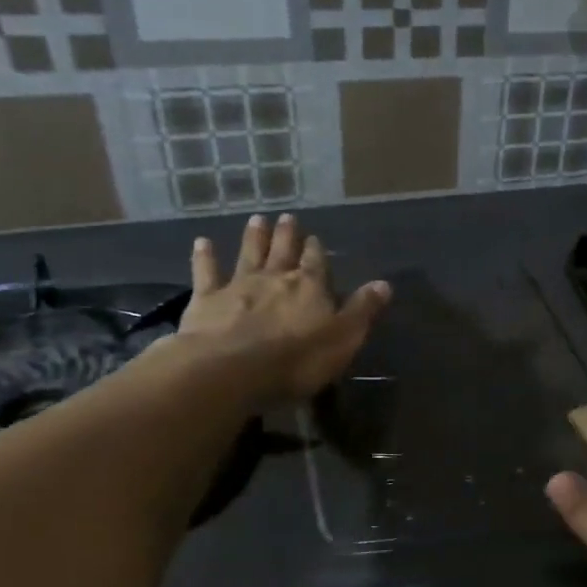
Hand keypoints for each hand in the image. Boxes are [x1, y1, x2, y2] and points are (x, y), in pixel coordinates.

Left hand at [176, 213, 390, 401]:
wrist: (232, 369)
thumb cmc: (297, 359)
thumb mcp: (343, 338)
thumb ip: (362, 310)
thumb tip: (384, 284)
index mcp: (310, 287)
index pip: (317, 263)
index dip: (316, 251)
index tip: (315, 238)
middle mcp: (275, 278)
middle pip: (283, 251)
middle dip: (287, 235)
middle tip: (287, 217)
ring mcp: (238, 285)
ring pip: (249, 254)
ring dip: (254, 237)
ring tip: (257, 219)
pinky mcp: (206, 299)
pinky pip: (206, 272)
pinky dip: (204, 256)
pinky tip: (202, 242)